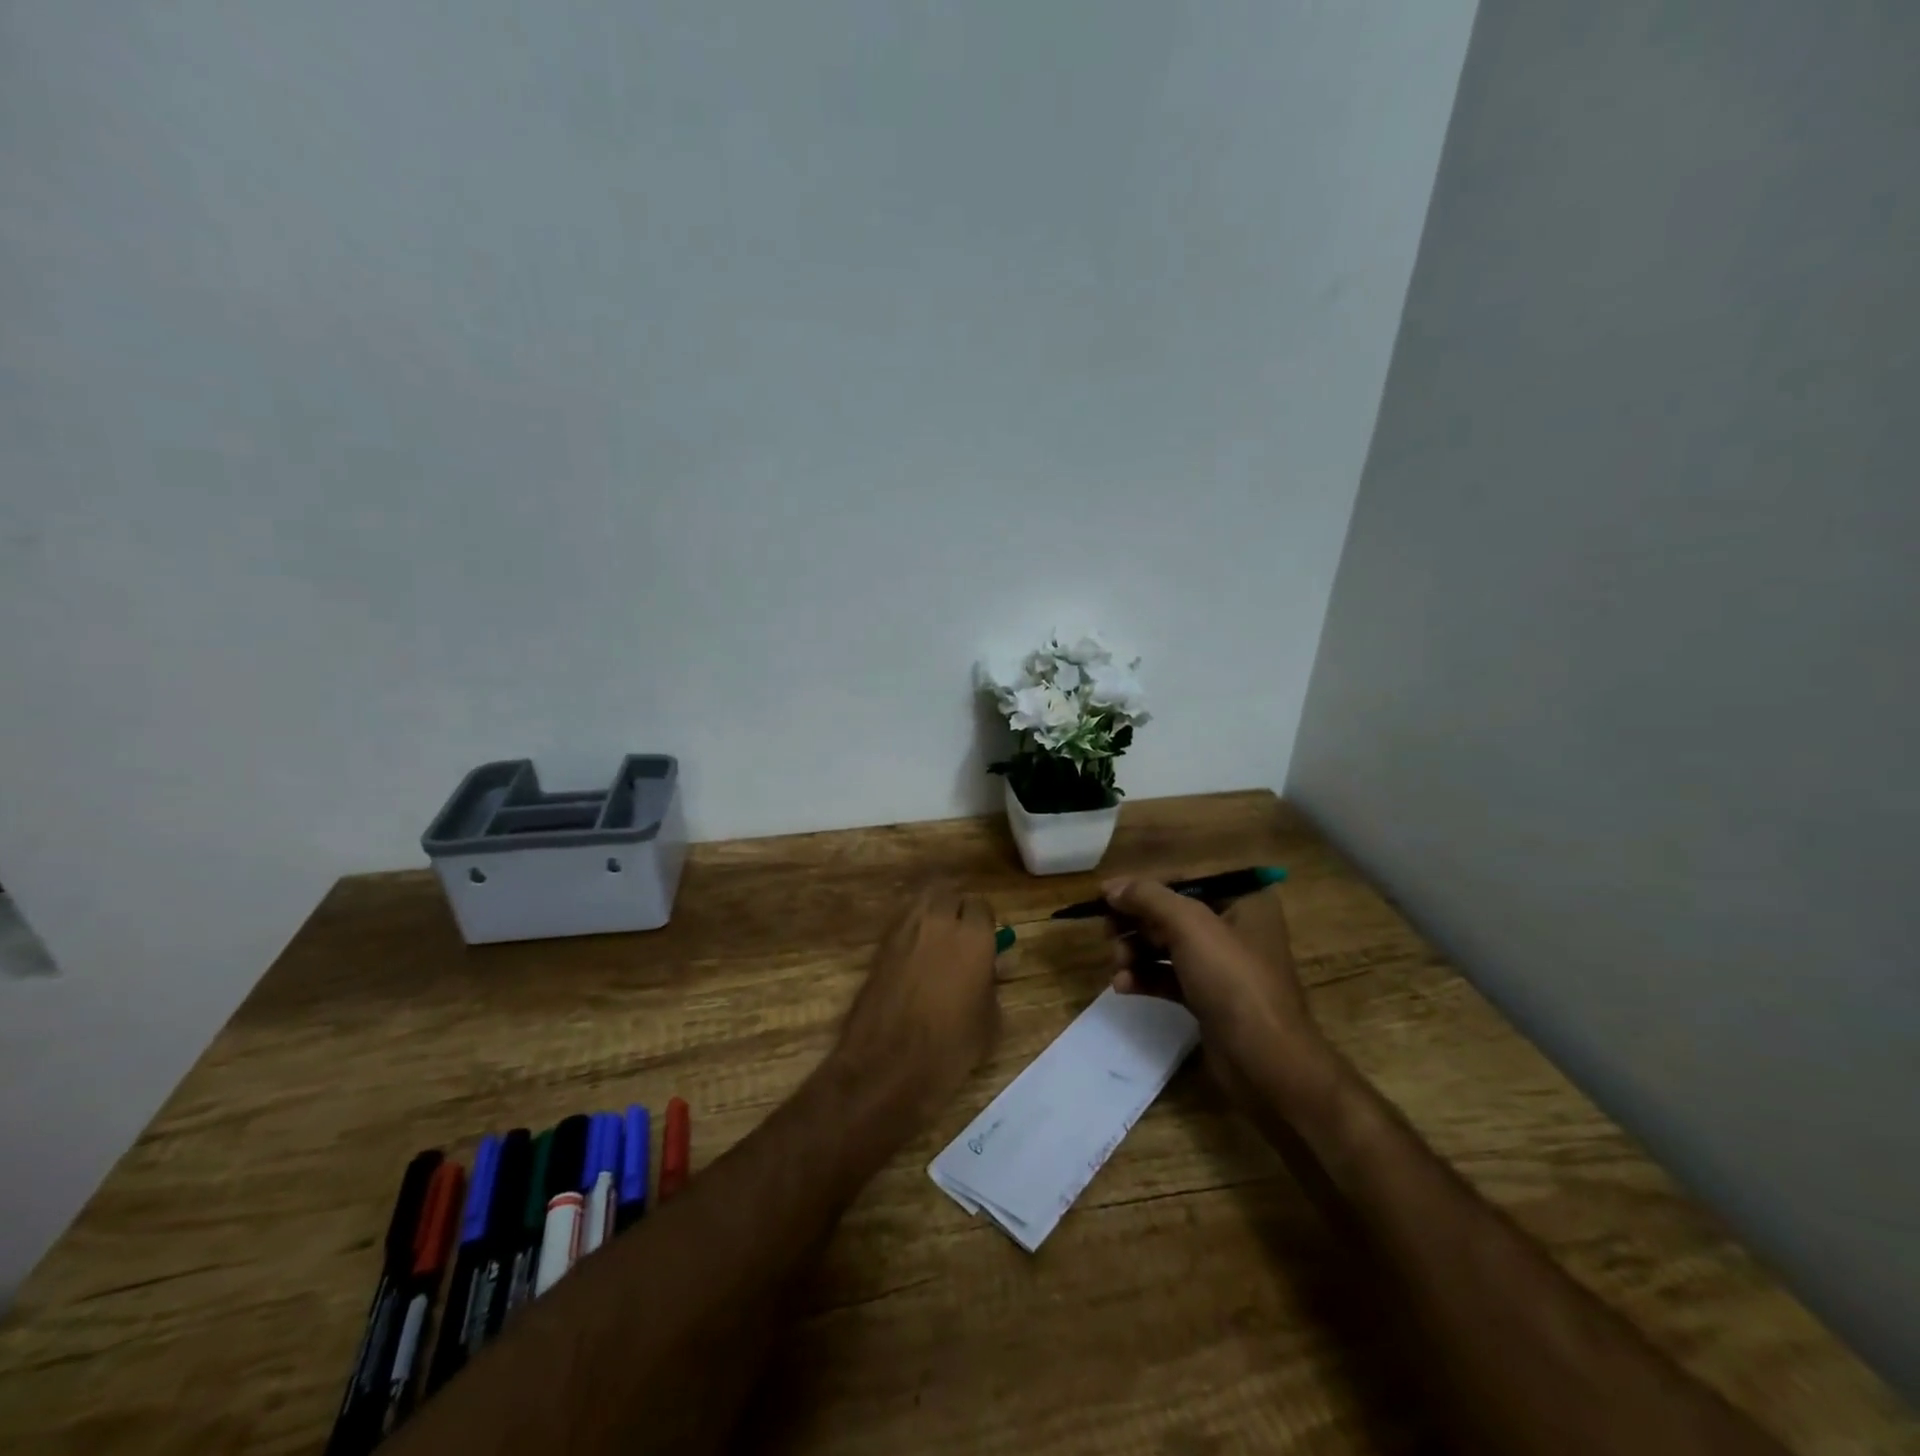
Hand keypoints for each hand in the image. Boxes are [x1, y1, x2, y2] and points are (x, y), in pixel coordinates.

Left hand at [830, 888, 1000, 1121]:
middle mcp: (938, 922)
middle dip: (957, 909)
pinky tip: (915, 956)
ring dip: (932, 913)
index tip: (987, 941)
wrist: (887, 1065)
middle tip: (962, 936)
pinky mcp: (879, 946)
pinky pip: (901, 923)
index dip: (985, 923)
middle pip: (949, 894)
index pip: (981, 906)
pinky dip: (911, 930)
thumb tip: (995, 965)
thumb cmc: (950, 1047)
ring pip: (922, 902)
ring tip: (937, 940)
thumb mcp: (990, 1021)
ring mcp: (903, 930)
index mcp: (973, 935)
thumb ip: (993, 983)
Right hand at [1105, 880, 1327, 1108]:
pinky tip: (1123, 985)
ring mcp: (1223, 966)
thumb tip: (1111, 888)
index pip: (1184, 879)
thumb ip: (1148, 898)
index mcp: (1244, 900)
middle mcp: (1236, 927)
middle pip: (1172, 912)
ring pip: (1167, 946)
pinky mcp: (1210, 998)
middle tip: (1107, 933)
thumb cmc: (1233, 981)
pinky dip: (1145, 977)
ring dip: (1136, 951)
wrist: (1266, 1063)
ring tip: (1118, 964)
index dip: (1142, 885)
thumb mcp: (1190, 926)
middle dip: (1136, 923)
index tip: (1104, 895)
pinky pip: (1170, 977)